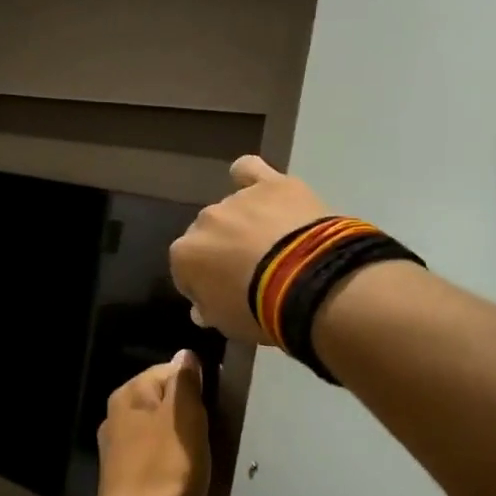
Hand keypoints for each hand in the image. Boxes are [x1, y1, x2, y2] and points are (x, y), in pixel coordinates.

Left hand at [93, 352, 209, 495]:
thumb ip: (185, 384)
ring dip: (187, 443)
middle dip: (193, 416)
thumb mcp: (183, 419)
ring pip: (164, 433)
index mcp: (127, 396)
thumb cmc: (164, 473)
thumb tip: (185, 354)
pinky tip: (190, 481)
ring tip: (208, 460)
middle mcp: (117, 418)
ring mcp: (120, 452)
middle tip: (217, 435)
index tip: (218, 408)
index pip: (169, 371)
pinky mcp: (128, 482)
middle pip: (166, 403)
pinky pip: (159, 461)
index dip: (198, 385)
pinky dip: (176, 466)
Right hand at [169, 156, 332, 342]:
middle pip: (209, 236)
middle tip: (252, 272)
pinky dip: (250, 178)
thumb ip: (209, 310)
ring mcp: (237, 199)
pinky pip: (250, 170)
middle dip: (224, 252)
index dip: (205, 284)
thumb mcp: (228, 325)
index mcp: (185, 255)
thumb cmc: (261, 311)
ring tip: (274, 243)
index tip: (226, 295)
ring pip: (232, 210)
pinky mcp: (271, 184)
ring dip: (244, 224)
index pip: (186, 271)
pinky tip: (261, 189)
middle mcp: (203, 221)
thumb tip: (201, 308)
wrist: (310, 282)